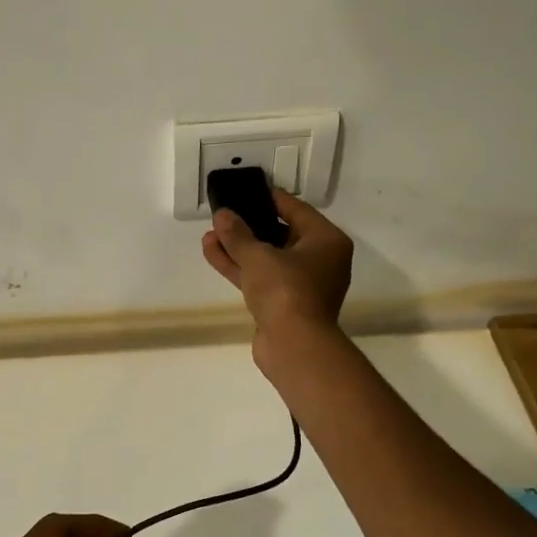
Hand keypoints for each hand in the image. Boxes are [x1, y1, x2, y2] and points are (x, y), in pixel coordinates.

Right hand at [202, 188, 353, 361]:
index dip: (270, 198)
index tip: (247, 190)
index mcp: (326, 241)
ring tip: (210, 233)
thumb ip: (237, 233)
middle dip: (249, 226)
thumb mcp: (258, 255)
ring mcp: (301, 284)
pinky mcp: (283, 303)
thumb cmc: (286, 290)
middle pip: (281, 234)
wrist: (293, 346)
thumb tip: (222, 214)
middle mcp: (320, 260)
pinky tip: (212, 252)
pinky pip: (260, 277)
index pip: (296, 209)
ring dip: (239, 247)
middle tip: (224, 213)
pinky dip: (240, 267)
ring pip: (267, 258)